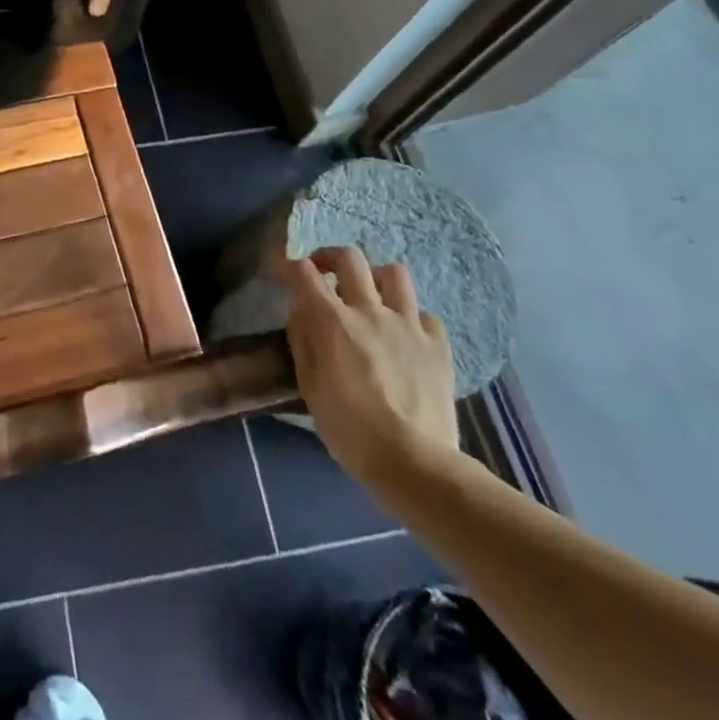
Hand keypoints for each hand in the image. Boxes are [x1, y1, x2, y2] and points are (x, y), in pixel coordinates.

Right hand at [284, 246, 458, 491]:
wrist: (414, 462)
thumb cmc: (350, 429)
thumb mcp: (309, 386)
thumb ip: (302, 341)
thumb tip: (301, 311)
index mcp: (333, 322)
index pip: (303, 273)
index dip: (288, 263)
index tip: (281, 267)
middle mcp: (370, 311)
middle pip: (349, 258)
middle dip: (330, 257)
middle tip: (323, 273)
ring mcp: (408, 325)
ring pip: (393, 273)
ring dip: (375, 279)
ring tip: (369, 297)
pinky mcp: (437, 345)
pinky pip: (424, 314)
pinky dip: (410, 317)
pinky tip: (403, 335)